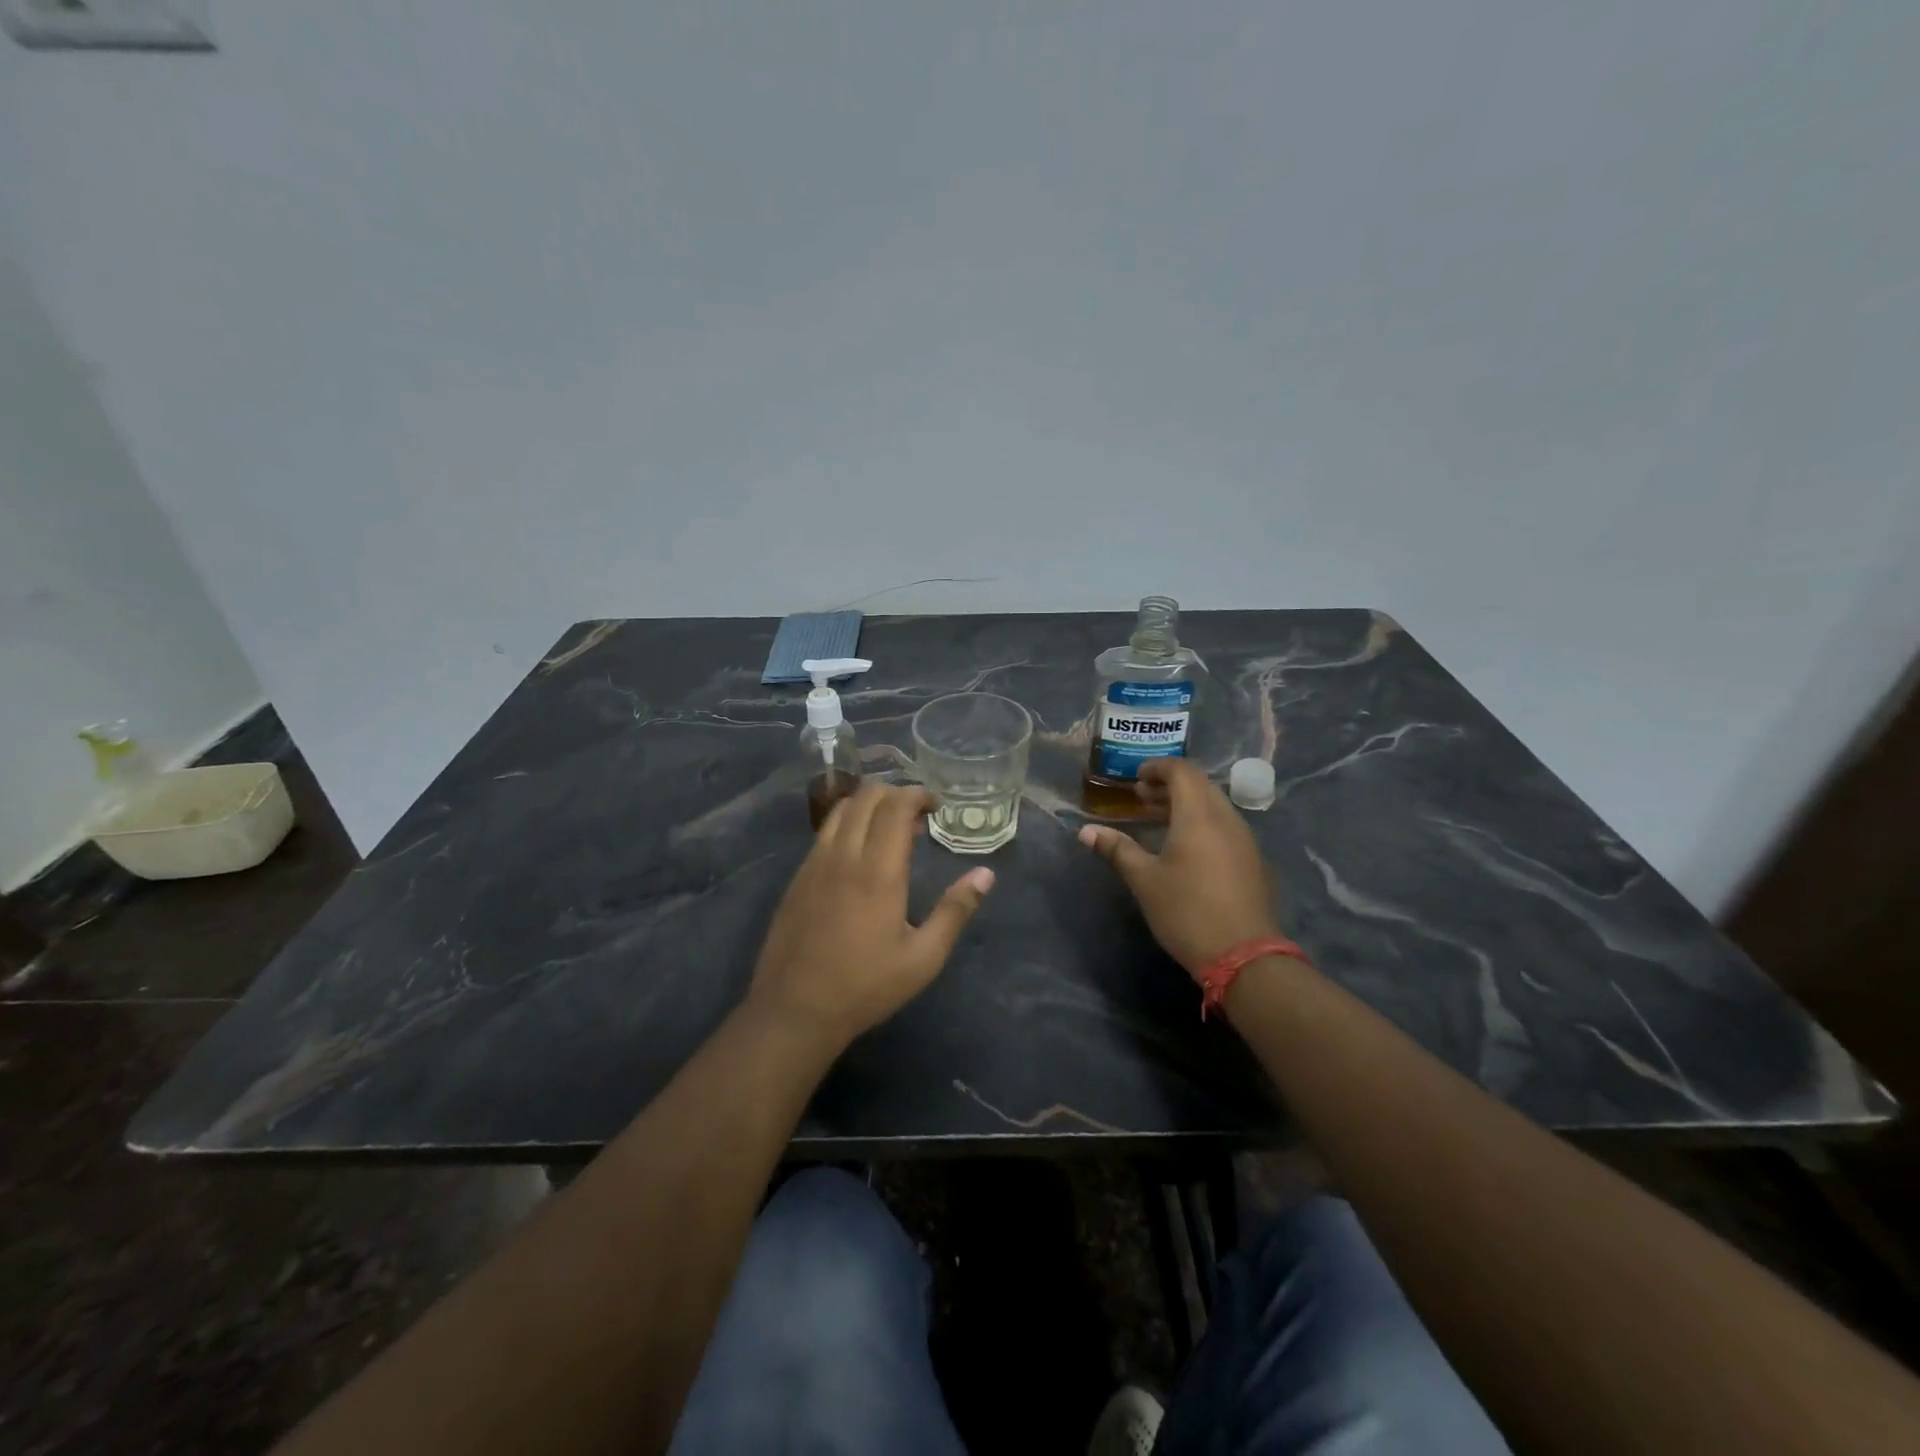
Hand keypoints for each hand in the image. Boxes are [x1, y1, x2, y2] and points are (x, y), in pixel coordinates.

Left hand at [749, 781, 993, 1045]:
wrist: (795, 1010)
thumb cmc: (866, 987)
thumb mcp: (923, 958)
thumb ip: (955, 911)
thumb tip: (986, 874)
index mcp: (878, 872)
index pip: (895, 806)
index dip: (917, 794)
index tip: (936, 806)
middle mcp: (844, 856)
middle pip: (866, 796)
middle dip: (895, 793)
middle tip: (917, 816)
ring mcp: (814, 863)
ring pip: (841, 809)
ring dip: (869, 805)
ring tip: (889, 829)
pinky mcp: (798, 877)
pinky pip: (824, 832)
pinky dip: (848, 824)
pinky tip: (859, 853)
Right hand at [1079, 758, 1279, 978]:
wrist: (1244, 956)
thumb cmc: (1187, 912)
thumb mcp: (1144, 880)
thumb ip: (1117, 850)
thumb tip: (1086, 832)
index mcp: (1199, 815)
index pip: (1182, 771)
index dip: (1157, 768)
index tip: (1136, 778)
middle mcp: (1226, 818)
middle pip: (1200, 785)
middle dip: (1170, 785)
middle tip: (1142, 797)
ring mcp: (1244, 839)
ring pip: (1214, 805)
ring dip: (1186, 804)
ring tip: (1158, 819)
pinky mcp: (1252, 860)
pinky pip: (1225, 825)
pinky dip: (1202, 822)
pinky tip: (1185, 846)